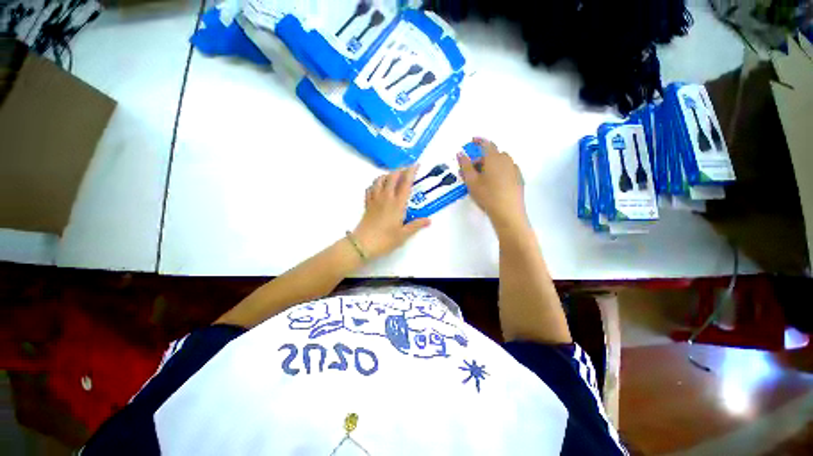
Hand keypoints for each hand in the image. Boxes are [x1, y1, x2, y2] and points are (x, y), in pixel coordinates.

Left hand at [353, 166, 430, 259]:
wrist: (363, 244)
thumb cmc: (385, 240)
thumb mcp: (404, 235)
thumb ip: (416, 225)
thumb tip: (429, 220)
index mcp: (397, 204)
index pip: (405, 183)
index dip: (411, 172)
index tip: (416, 165)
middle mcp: (386, 198)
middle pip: (392, 177)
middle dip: (400, 170)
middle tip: (407, 169)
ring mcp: (375, 199)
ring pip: (379, 180)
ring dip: (387, 175)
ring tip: (393, 176)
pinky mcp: (367, 204)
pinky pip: (370, 188)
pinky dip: (375, 184)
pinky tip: (378, 187)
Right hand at [458, 138, 528, 233]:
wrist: (508, 212)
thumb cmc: (487, 195)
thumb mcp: (471, 181)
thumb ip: (465, 166)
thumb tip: (460, 153)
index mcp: (494, 158)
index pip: (486, 144)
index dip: (478, 141)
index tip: (472, 140)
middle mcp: (506, 160)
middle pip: (492, 155)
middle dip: (481, 160)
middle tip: (471, 171)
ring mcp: (514, 169)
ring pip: (500, 162)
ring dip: (490, 166)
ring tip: (482, 179)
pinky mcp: (518, 178)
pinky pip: (507, 170)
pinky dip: (499, 172)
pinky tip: (494, 184)